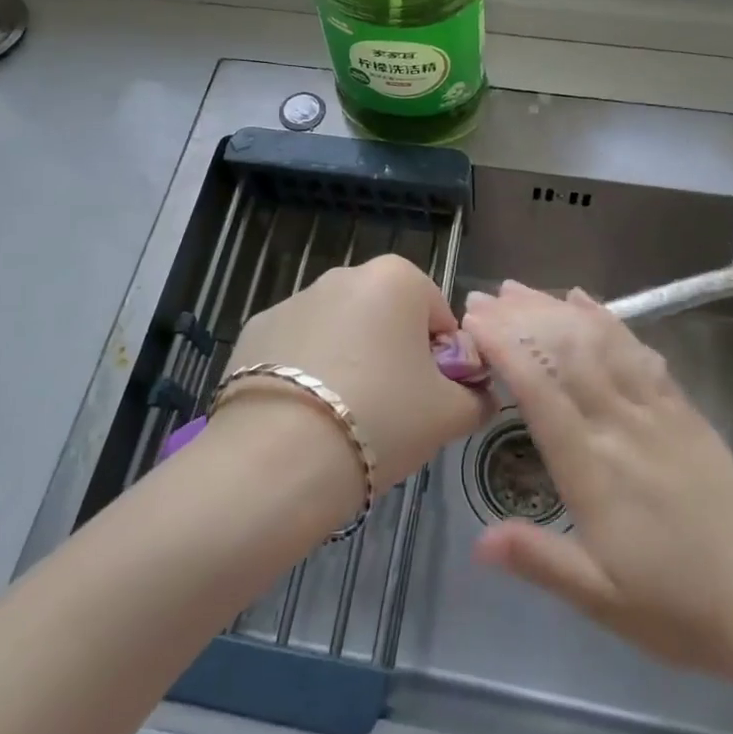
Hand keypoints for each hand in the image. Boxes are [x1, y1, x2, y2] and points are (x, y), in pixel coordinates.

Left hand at [226, 254, 495, 493]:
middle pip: (386, 317)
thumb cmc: (382, 420)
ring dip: (349, 361)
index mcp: (397, 278)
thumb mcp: (450, 415)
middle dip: (393, 355)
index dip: (442, 361)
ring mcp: (294, 299)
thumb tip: (478, 393)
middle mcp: (344, 275)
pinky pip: (297, 348)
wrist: (280, 458)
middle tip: (391, 411)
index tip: (429, 399)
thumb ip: (477, 397)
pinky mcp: (255, 329)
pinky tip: (302, 415)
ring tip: (342, 419)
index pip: (438, 316)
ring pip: (340, 331)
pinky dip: (305, 372)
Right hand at [461, 283, 732, 676]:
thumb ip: (538, 560)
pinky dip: (609, 321)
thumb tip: (476, 543)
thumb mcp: (600, 598)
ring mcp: (656, 410)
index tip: (474, 321)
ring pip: (599, 343)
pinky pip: (639, 351)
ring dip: (557, 310)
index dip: (504, 348)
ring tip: (523, 288)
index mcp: (593, 467)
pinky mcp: (683, 408)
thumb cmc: (679, 606)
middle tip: (484, 296)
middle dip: (521, 318)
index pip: (539, 390)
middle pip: (565, 353)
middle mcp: (621, 424)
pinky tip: (588, 303)